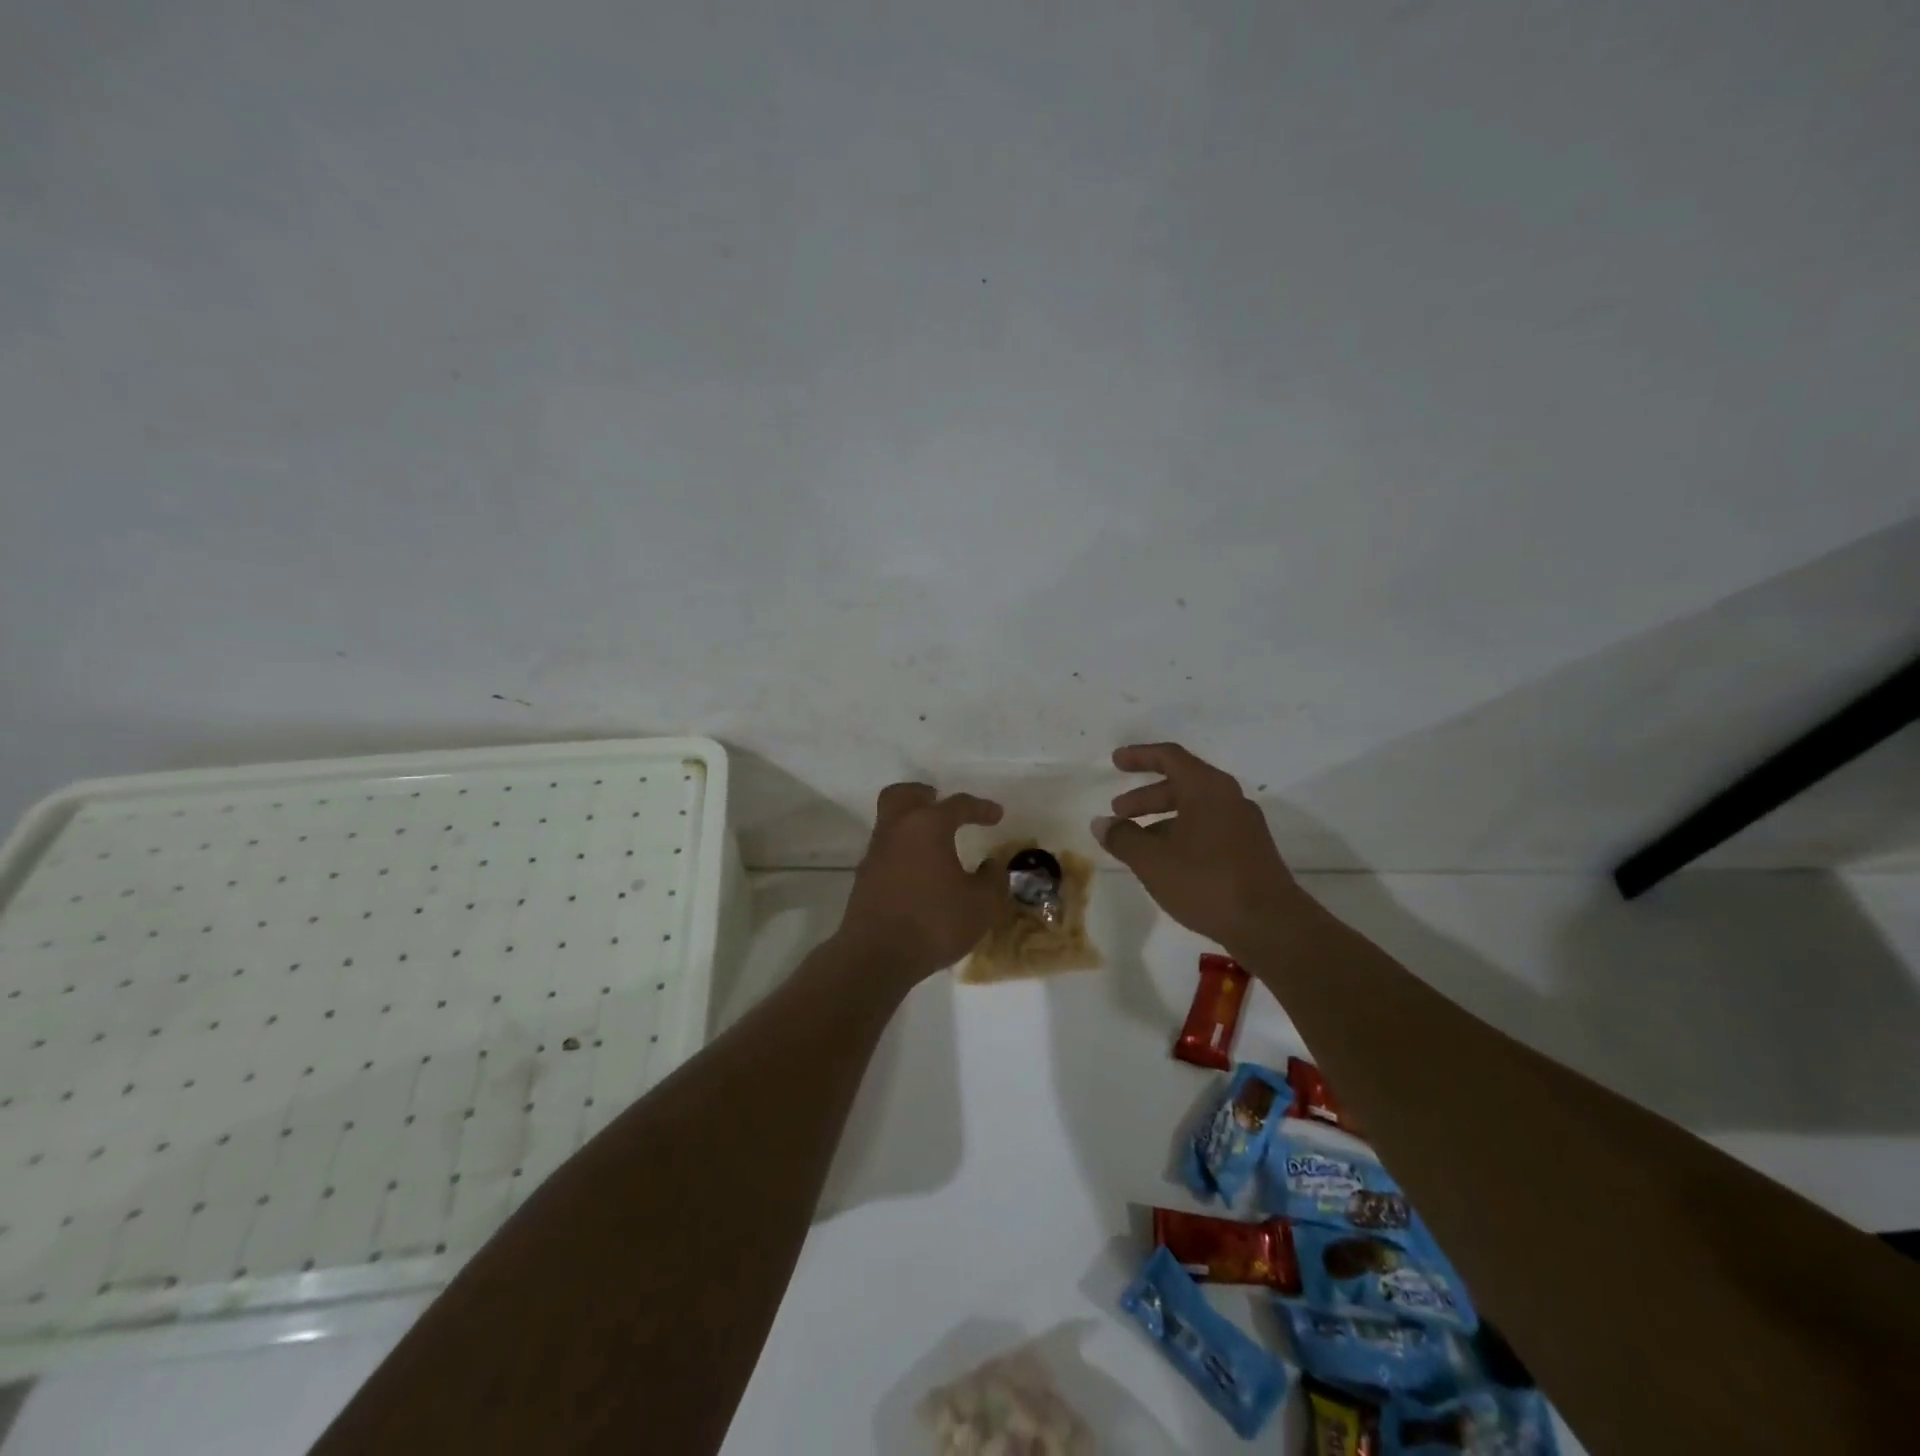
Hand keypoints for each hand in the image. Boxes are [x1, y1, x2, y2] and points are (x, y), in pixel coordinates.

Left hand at [834, 783, 1005, 982]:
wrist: (877, 955)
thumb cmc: (934, 922)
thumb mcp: (982, 905)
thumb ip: (993, 880)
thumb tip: (992, 866)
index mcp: (928, 826)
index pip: (957, 804)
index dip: (980, 808)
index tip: (996, 814)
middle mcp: (897, 829)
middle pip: (904, 795)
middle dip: (924, 795)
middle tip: (941, 804)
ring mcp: (876, 852)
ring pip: (890, 820)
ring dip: (911, 823)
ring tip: (934, 842)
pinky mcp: (864, 877)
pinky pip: (885, 848)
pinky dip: (902, 849)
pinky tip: (918, 870)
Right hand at [1094, 743, 1303, 951]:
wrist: (1271, 925)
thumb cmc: (1206, 882)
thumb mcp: (1153, 861)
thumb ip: (1123, 838)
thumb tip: (1102, 824)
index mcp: (1207, 789)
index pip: (1169, 757)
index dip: (1139, 756)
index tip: (1116, 761)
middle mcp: (1229, 798)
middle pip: (1181, 783)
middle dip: (1146, 796)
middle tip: (1118, 811)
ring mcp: (1243, 825)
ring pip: (1195, 809)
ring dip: (1162, 818)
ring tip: (1136, 842)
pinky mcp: (1250, 851)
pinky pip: (1208, 829)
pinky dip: (1181, 834)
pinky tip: (1166, 862)